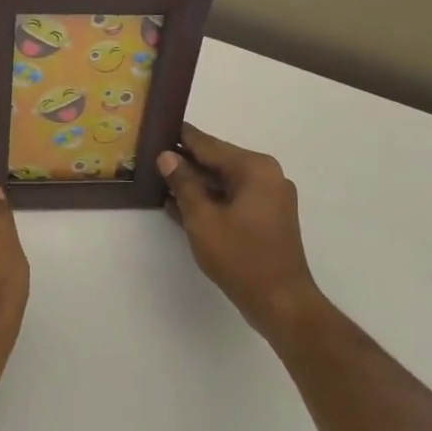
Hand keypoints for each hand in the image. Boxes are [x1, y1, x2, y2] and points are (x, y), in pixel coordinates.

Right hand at [159, 124, 322, 344]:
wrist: (281, 302)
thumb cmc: (240, 257)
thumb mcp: (202, 219)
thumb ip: (183, 183)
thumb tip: (167, 156)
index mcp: (254, 168)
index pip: (209, 144)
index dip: (180, 137)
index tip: (156, 127)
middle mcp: (266, 176)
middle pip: (217, 162)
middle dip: (185, 162)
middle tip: (150, 157)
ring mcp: (269, 198)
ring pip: (223, 182)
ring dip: (194, 184)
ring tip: (158, 180)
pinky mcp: (266, 219)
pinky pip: (232, 200)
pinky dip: (209, 201)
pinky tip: (179, 205)